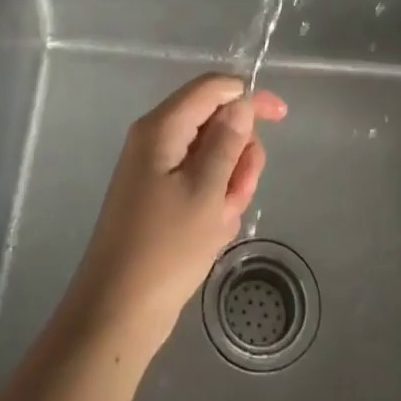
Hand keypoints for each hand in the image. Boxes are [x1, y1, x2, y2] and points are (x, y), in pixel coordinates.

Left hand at [64, 74, 286, 359]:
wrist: (118, 312)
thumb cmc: (165, 248)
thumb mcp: (207, 190)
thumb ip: (228, 140)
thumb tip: (241, 102)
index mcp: (162, 128)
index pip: (211, 88)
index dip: (248, 95)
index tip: (281, 116)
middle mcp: (157, 140)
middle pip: (215, 123)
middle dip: (238, 155)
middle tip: (237, 193)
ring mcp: (158, 170)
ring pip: (213, 157)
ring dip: (229, 185)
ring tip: (220, 221)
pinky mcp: (161, 198)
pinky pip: (201, 185)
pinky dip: (214, 204)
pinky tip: (211, 234)